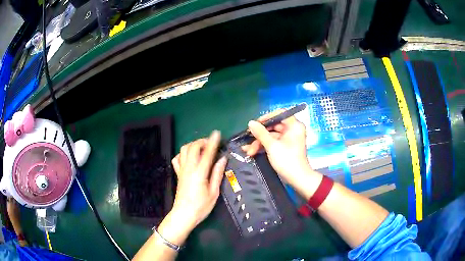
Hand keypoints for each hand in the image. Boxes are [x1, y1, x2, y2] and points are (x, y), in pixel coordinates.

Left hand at [158, 131, 226, 245]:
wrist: (184, 214)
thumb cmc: (201, 206)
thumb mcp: (214, 192)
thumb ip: (217, 174)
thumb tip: (222, 159)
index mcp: (200, 173)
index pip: (207, 153)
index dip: (212, 142)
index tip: (217, 134)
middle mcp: (189, 168)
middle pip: (193, 147)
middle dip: (202, 141)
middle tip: (211, 143)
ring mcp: (181, 170)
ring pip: (184, 150)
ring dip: (193, 145)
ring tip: (202, 148)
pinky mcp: (178, 174)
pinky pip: (177, 159)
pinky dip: (183, 154)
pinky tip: (190, 157)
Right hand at [242, 110, 318, 192]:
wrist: (297, 179)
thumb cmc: (287, 160)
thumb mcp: (272, 146)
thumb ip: (260, 133)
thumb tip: (250, 122)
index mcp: (294, 126)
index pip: (280, 113)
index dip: (267, 117)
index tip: (255, 124)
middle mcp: (292, 130)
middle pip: (273, 126)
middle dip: (259, 134)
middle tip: (248, 139)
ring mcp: (288, 139)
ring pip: (271, 136)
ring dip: (259, 142)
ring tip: (247, 151)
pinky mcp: (285, 147)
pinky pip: (273, 142)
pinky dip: (263, 146)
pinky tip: (251, 152)